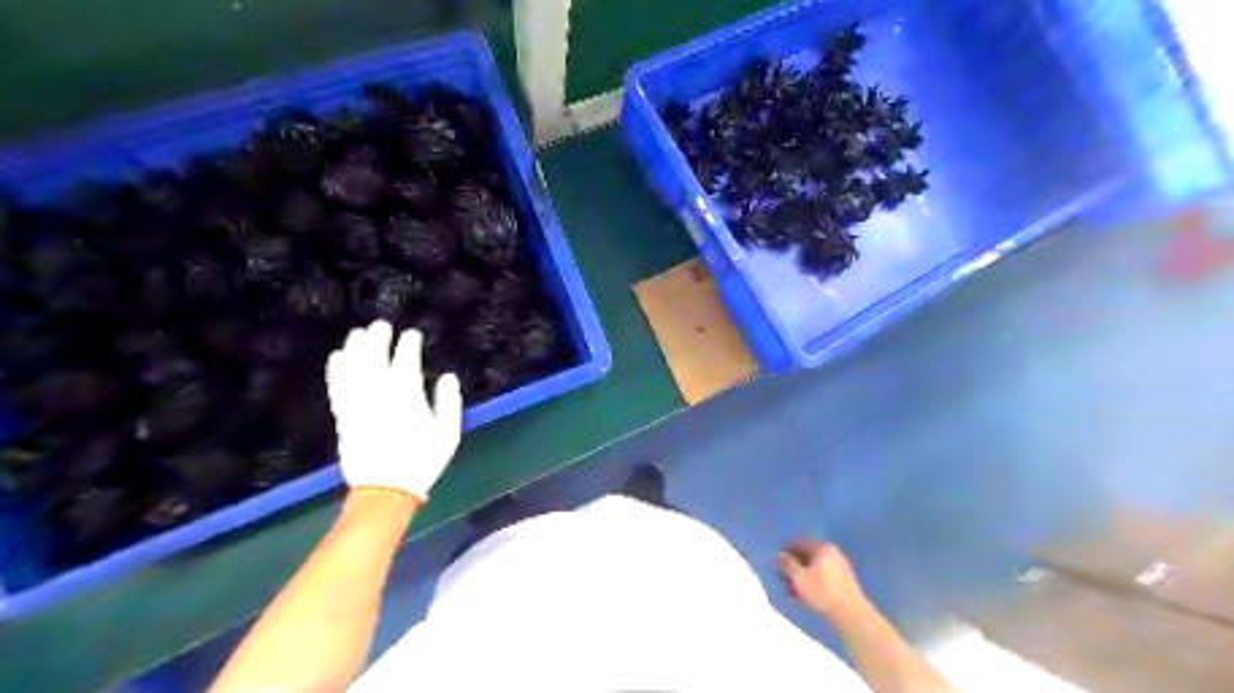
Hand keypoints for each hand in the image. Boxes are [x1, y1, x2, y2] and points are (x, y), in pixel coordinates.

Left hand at [328, 319, 461, 502]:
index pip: (406, 358)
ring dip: (355, 347)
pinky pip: (336, 385)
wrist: (385, 489)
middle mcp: (379, 392)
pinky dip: (336, 369)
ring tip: (358, 334)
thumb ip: (449, 401)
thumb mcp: (449, 433)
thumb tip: (447, 376)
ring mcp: (358, 402)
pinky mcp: (343, 415)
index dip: (409, 343)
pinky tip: (337, 357)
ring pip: (353, 367)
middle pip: (375, 356)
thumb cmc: (422, 460)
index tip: (413, 334)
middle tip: (381, 325)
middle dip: (378, 337)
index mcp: (407, 394)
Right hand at [780, 539, 864, 619]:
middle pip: (807, 555)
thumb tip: (779, 555)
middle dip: (793, 565)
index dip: (786, 551)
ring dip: (801, 576)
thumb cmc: (822, 592)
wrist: (852, 616)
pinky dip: (811, 583)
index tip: (775, 561)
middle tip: (781, 576)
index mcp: (823, 548)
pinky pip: (822, 578)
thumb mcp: (799, 578)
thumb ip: (787, 564)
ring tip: (789, 588)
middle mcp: (833, 554)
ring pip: (814, 568)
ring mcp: (840, 568)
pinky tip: (803, 594)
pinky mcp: (843, 583)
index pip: (799, 543)